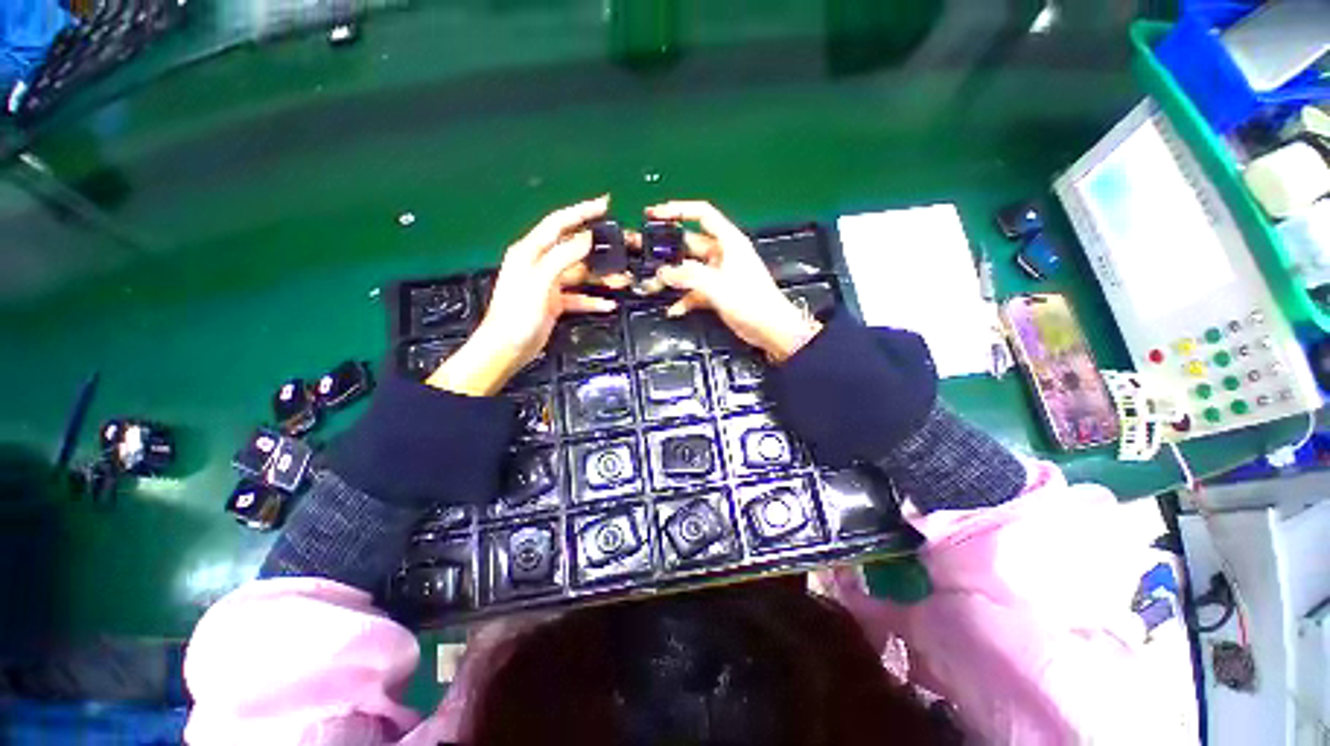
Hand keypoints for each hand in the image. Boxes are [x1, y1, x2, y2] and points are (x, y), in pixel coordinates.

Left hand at [428, 196, 618, 395]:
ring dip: (601, 277)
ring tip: (623, 279)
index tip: (605, 205)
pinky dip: (593, 299)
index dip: (581, 211)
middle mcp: (540, 263)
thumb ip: (563, 257)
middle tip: (623, 246)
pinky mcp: (555, 302)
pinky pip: (579, 297)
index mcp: (531, 251)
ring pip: (580, 274)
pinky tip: (608, 305)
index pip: (559, 223)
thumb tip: (587, 237)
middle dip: (598, 247)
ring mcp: (549, 284)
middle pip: (574, 248)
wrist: (507, 349)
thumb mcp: (540, 282)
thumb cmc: (518, 314)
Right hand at [647, 201, 821, 362]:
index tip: (654, 214)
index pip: (702, 215)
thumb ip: (688, 276)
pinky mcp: (717, 293)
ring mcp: (719, 274)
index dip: (678, 210)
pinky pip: (695, 291)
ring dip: (672, 279)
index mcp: (728, 241)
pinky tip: (673, 310)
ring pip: (689, 270)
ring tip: (651, 287)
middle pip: (690, 244)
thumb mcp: (717, 285)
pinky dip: (684, 299)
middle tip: (642, 252)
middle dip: (667, 250)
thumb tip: (661, 273)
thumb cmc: (750, 301)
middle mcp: (722, 254)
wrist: (771, 329)